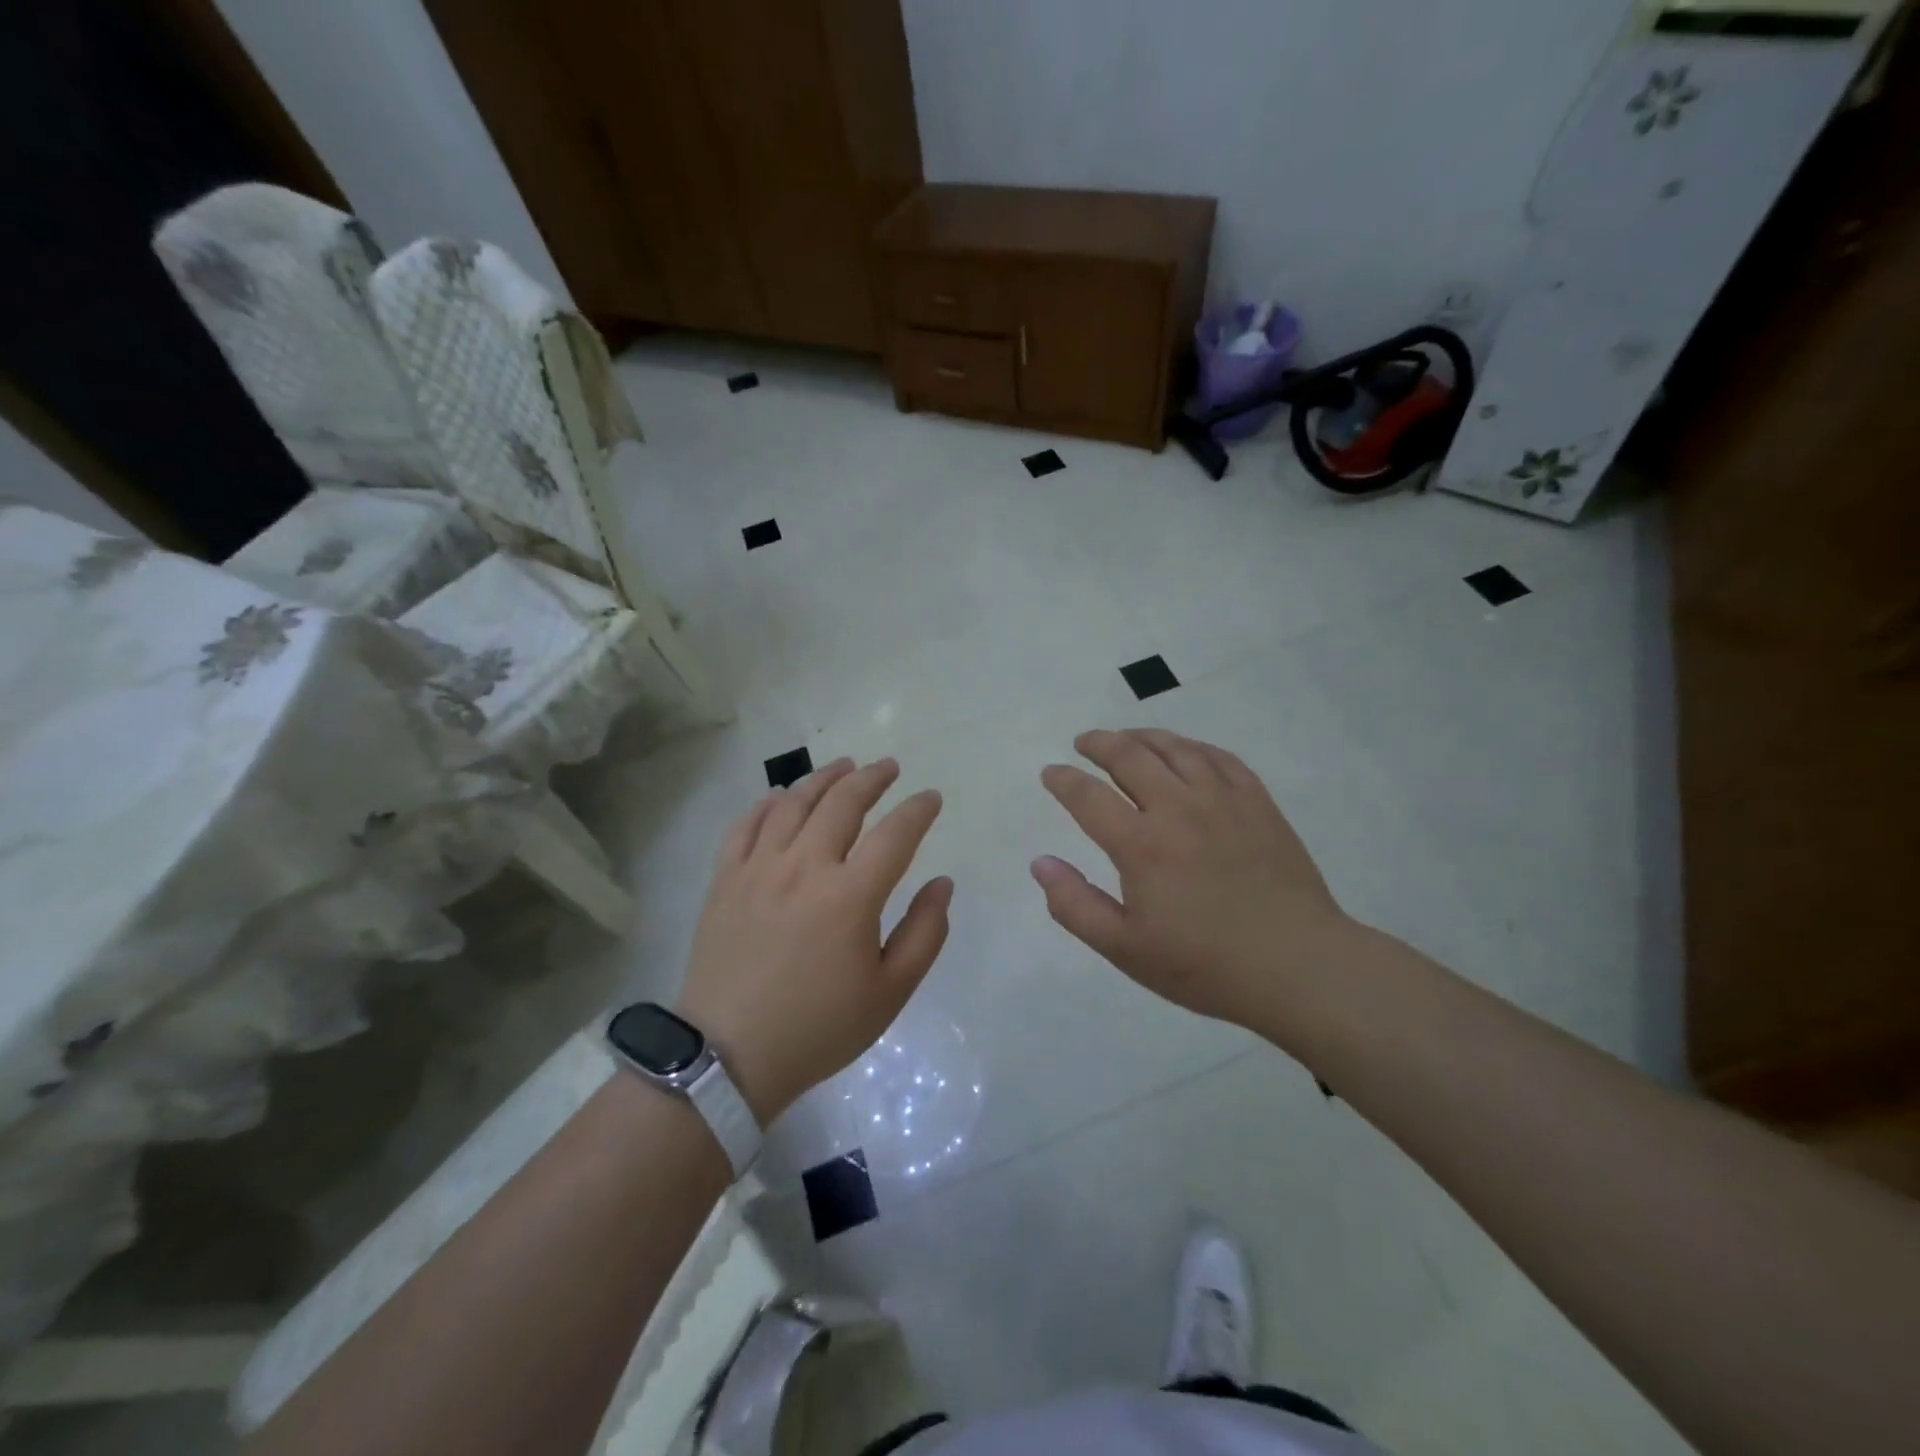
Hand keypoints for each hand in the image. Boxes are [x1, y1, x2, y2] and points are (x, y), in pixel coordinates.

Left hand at [677, 758, 950, 1123]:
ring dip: (823, 778)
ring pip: (793, 803)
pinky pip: (746, 825)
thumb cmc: (819, 1027)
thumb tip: (941, 883)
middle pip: (842, 803)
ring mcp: (759, 868)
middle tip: (889, 767)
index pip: (895, 834)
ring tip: (843, 766)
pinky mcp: (725, 880)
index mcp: (851, 895)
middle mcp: (805, 867)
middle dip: (872, 778)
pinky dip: (767, 803)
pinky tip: (781, 796)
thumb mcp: (890, 992)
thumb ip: (925, 933)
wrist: (729, 1057)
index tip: (931, 798)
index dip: (918, 810)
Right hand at [1032, 729, 1351, 1033]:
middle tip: (1084, 742)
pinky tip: (1186, 751)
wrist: (1298, 966)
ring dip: (1143, 737)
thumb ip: (1075, 905)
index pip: (1088, 796)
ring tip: (1127, 738)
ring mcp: (1223, 800)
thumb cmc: (1205, 964)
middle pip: (1130, 757)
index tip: (1051, 773)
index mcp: (1141, 845)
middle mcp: (1178, 808)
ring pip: (1175, 749)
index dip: (1063, 780)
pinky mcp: (1258, 803)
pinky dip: (1193, 747)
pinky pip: (1220, 758)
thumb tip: (1040, 863)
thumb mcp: (1126, 949)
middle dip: (1099, 744)